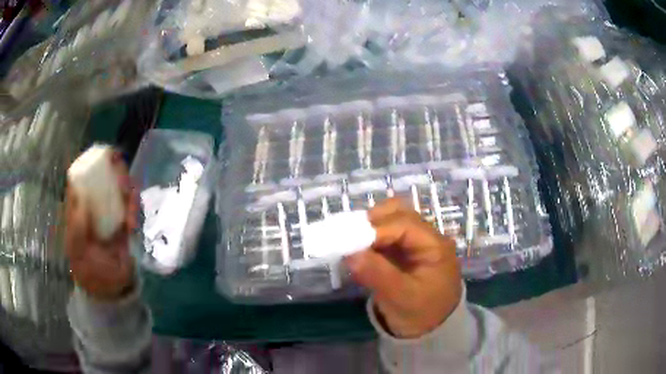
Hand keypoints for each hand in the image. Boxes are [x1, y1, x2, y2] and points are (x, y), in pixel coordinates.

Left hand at [65, 152, 137, 300]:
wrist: (109, 289)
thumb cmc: (88, 270)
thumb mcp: (77, 250)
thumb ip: (77, 225)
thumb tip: (80, 195)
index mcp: (79, 207)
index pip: (84, 175)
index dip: (92, 161)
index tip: (106, 156)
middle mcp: (94, 203)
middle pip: (105, 176)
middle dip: (117, 175)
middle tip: (124, 187)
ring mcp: (110, 211)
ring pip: (121, 189)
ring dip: (128, 196)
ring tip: (129, 220)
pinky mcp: (124, 221)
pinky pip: (131, 206)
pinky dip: (134, 210)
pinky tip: (132, 226)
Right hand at [345, 198, 462, 338]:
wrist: (431, 330)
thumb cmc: (422, 314)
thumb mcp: (401, 298)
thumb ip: (377, 274)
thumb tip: (350, 254)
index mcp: (435, 246)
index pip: (405, 224)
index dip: (376, 229)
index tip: (351, 241)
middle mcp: (427, 238)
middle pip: (400, 214)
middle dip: (373, 221)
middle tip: (350, 236)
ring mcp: (416, 243)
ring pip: (392, 221)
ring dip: (371, 227)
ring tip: (351, 242)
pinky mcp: (405, 252)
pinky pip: (386, 236)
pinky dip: (371, 238)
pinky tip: (358, 248)